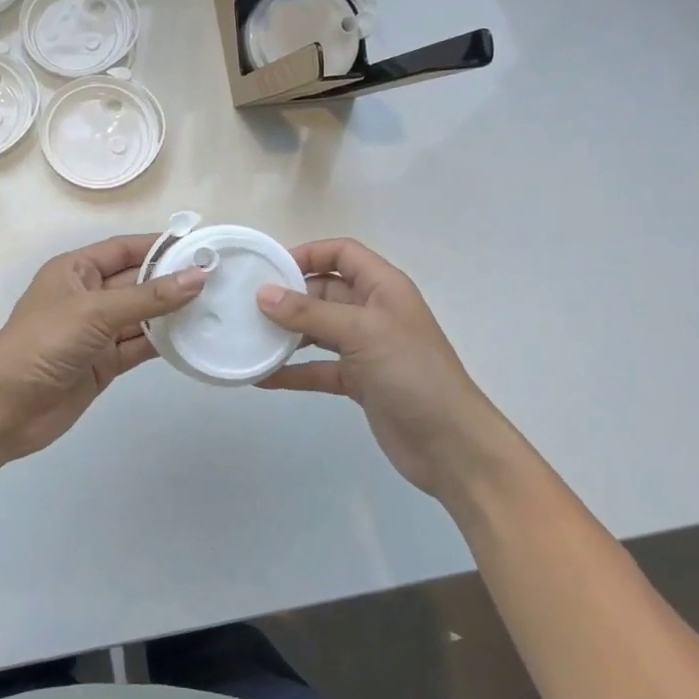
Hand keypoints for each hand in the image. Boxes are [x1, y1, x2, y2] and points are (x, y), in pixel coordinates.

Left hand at [0, 233, 205, 462]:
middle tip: (220, 278)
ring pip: (141, 316)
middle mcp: (87, 296)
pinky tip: (194, 338)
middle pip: (137, 281)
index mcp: (75, 270)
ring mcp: (96, 332)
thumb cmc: (43, 344)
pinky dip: (163, 343)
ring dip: (172, 313)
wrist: (3, 408)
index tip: (201, 245)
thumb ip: (148, 297)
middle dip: (173, 280)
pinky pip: (139, 346)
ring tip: (217, 306)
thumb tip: (198, 276)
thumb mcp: (95, 312)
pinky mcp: (103, 363)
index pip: (124, 249)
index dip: (160, 245)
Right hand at [257, 238, 499, 497]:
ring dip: (287, 334)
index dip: (308, 254)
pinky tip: (262, 377)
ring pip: (318, 331)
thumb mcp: (362, 332)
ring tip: (249, 338)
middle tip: (248, 306)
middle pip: (324, 292)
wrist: (450, 444)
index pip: (342, 254)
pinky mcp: (358, 381)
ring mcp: (366, 348)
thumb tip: (264, 294)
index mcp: (383, 287)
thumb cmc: (412, 373)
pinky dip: (293, 371)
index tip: (269, 268)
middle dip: (289, 297)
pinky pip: (318, 368)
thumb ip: (310, 313)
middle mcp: (373, 311)